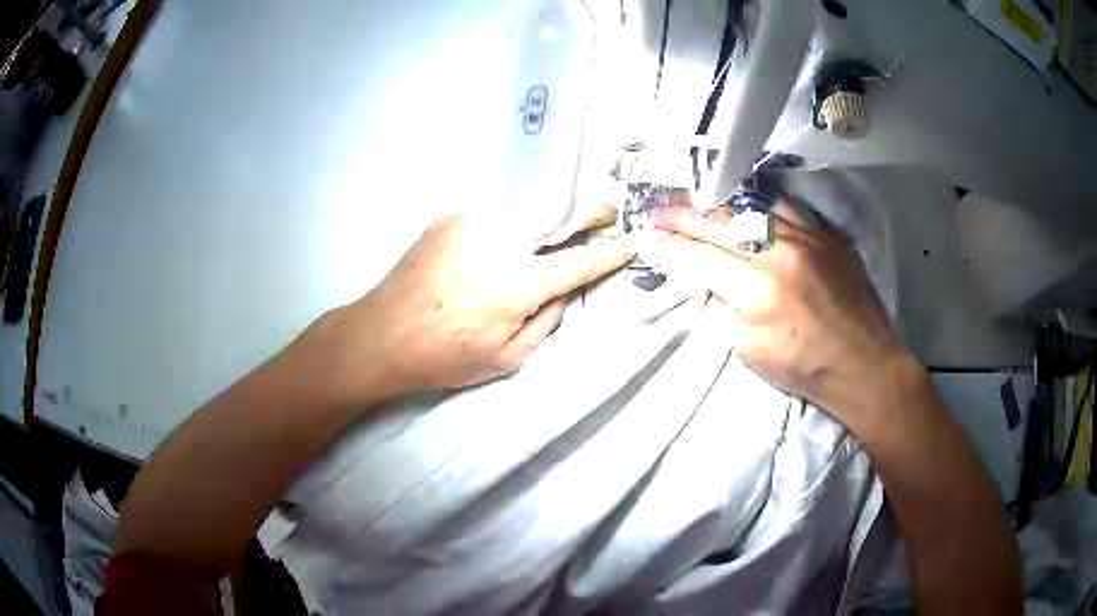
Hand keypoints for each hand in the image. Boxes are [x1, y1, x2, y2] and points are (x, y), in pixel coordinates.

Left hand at [302, 207, 632, 406]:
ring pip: (523, 213)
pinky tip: (501, 242)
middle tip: (607, 209)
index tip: (628, 246)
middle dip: (586, 213)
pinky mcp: (450, 219)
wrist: (381, 334)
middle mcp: (500, 243)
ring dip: (545, 219)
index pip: (577, 264)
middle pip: (556, 219)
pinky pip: (492, 217)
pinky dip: (507, 225)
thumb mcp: (506, 358)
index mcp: (517, 284)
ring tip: (556, 226)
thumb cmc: (445, 357)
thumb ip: (546, 321)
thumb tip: (562, 289)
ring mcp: (472, 224)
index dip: (607, 256)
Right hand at [652, 199, 911, 430]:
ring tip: (695, 198)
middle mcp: (782, 252)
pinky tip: (744, 204)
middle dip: (683, 214)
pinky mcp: (827, 235)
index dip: (670, 245)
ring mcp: (809, 237)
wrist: (864, 364)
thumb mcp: (750, 351)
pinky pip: (787, 208)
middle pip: (721, 223)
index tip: (648, 235)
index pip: (701, 257)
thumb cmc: (805, 368)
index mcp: (759, 289)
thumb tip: (709, 279)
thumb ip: (725, 308)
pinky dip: (758, 205)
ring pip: (753, 206)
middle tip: (657, 207)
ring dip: (718, 203)